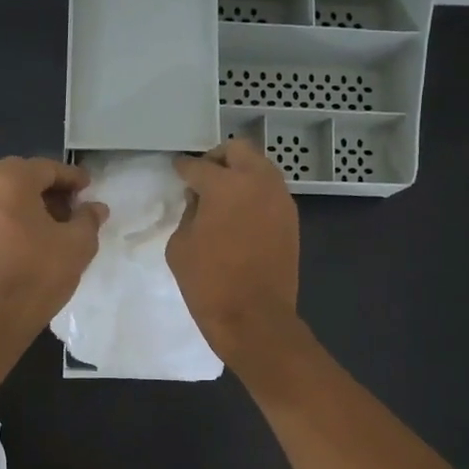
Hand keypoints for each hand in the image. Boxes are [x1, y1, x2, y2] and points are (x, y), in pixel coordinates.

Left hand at [0, 156, 107, 332]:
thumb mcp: (78, 243)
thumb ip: (88, 218)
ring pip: (8, 195)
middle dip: (51, 188)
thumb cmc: (40, 272)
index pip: (47, 168)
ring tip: (59, 223)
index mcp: (9, 180)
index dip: (72, 177)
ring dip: (34, 203)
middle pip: (24, 177)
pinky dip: (17, 217)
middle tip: (75, 205)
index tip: (89, 188)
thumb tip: (96, 208)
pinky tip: (37, 237)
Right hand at [167, 139, 300, 370]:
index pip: (198, 166)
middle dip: (217, 159)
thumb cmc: (208, 283)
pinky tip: (240, 213)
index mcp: (225, 185)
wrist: (254, 318)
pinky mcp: (291, 219)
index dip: (183, 168)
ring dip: (240, 173)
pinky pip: (270, 191)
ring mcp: (280, 199)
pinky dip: (254, 193)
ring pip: (260, 167)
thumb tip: (199, 202)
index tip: (177, 170)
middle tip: (202, 178)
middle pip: (238, 150)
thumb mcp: (180, 245)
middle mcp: (258, 182)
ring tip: (222, 196)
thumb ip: (189, 213)